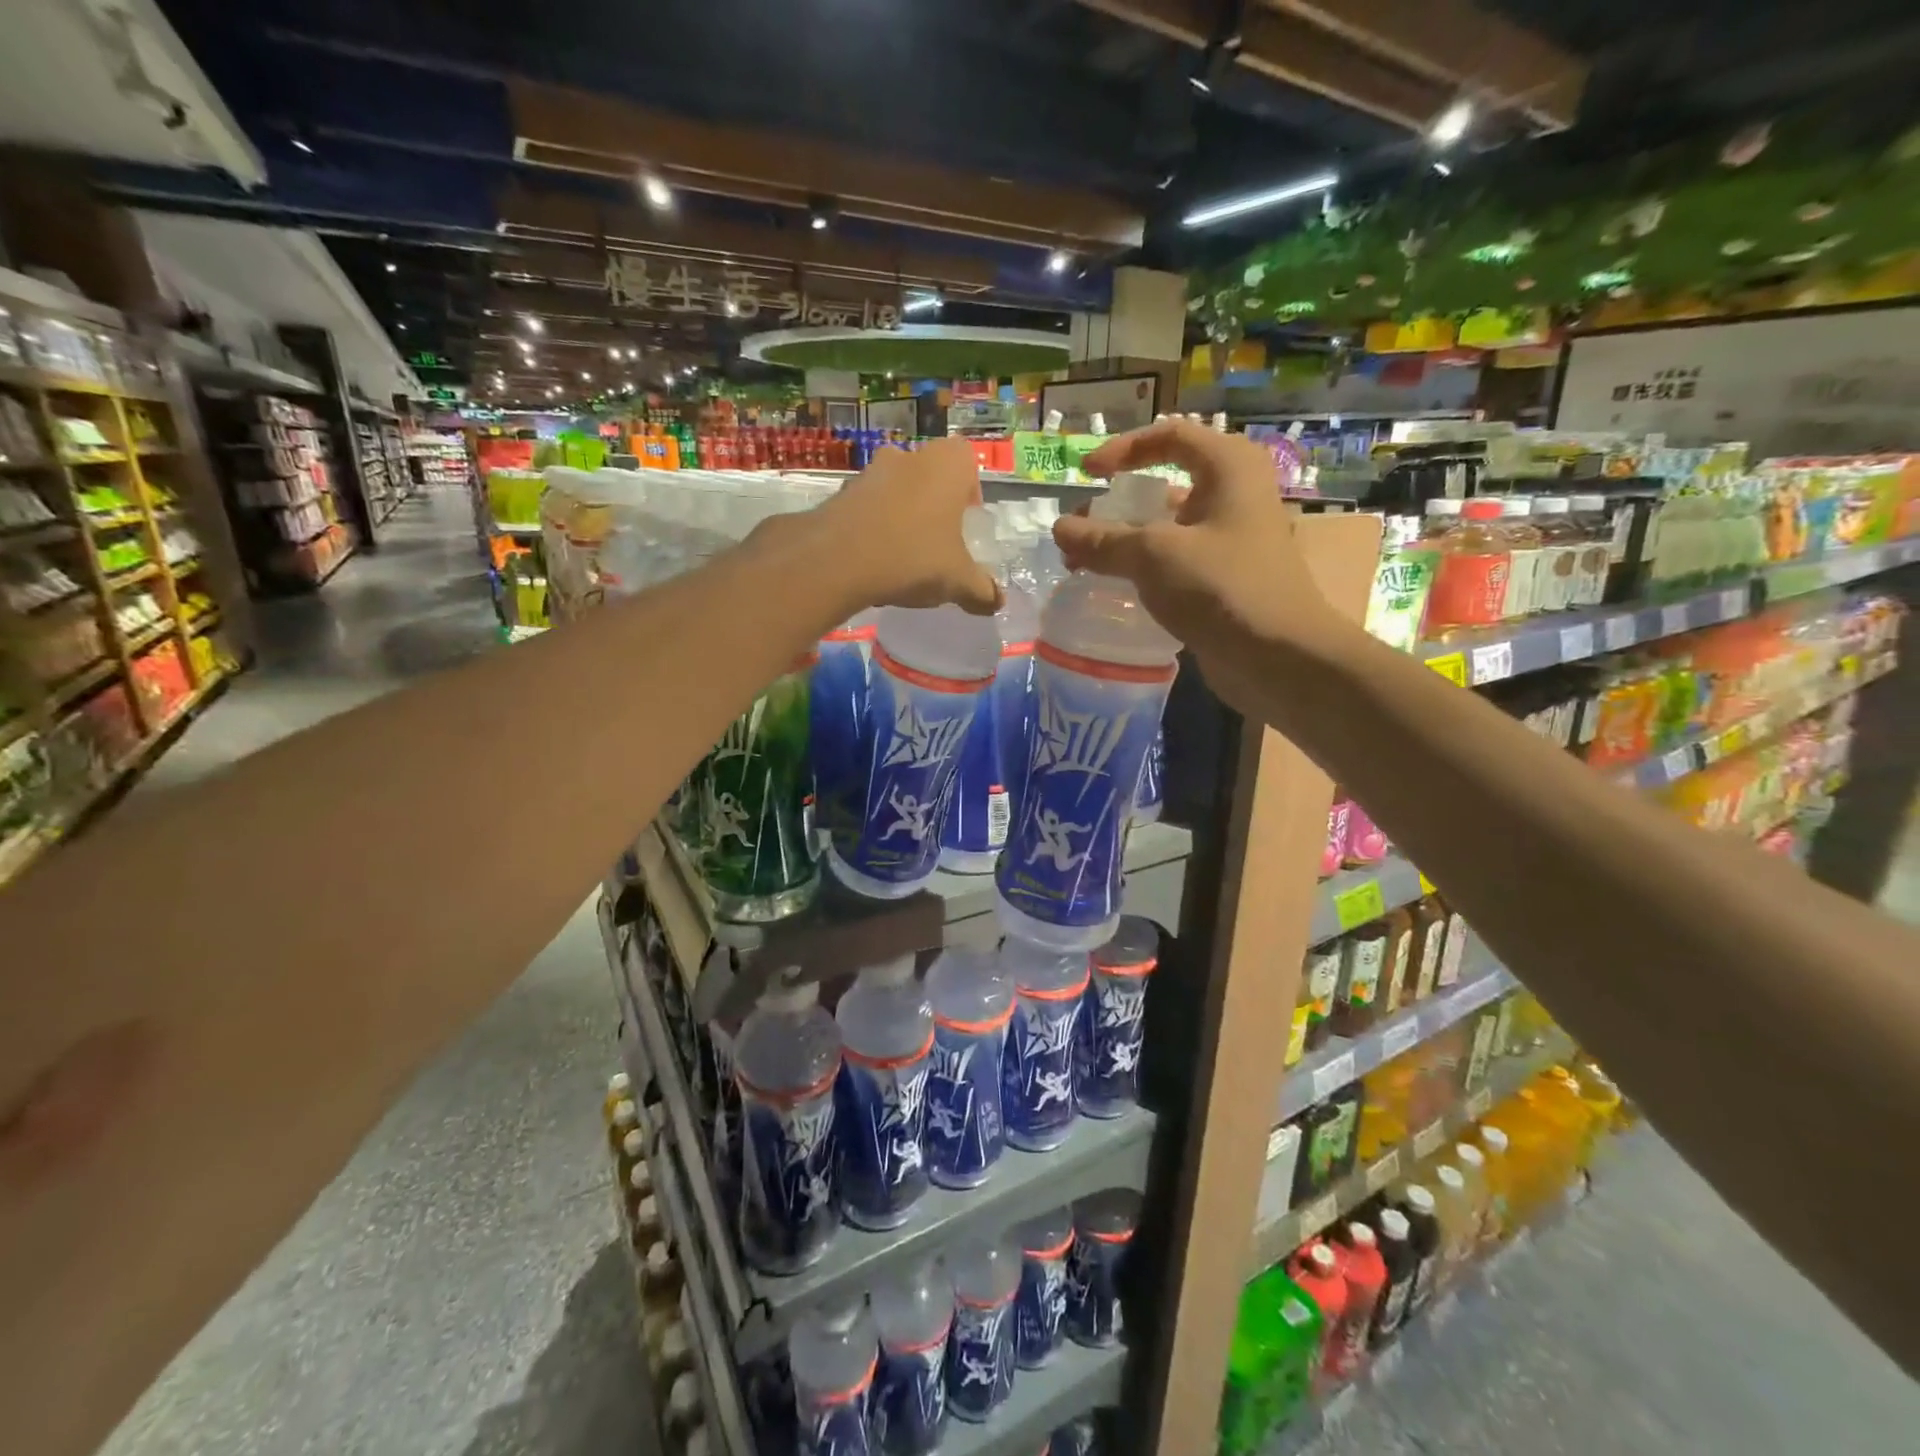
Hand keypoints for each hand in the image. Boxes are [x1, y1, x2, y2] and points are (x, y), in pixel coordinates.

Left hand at [819, 437, 1001, 615]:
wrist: (838, 561)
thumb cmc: (914, 558)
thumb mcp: (958, 581)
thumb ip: (981, 590)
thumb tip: (997, 602)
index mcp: (947, 464)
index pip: (967, 463)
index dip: (970, 493)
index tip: (965, 526)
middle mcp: (909, 456)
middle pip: (929, 477)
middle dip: (934, 507)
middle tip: (937, 543)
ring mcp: (870, 471)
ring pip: (896, 490)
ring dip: (902, 516)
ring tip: (903, 558)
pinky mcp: (840, 493)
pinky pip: (867, 507)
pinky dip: (873, 528)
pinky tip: (874, 562)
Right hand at [1053, 419, 1341, 707]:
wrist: (1278, 657)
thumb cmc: (1221, 587)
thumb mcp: (1153, 556)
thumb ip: (1103, 539)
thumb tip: (1060, 528)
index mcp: (1228, 467)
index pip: (1169, 436)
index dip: (1122, 449)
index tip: (1086, 475)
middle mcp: (1235, 494)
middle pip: (1166, 484)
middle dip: (1117, 504)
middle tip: (1078, 530)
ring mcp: (1233, 538)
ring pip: (1169, 527)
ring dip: (1125, 540)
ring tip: (1084, 563)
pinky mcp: (1227, 578)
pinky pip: (1177, 560)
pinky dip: (1145, 567)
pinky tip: (1116, 587)